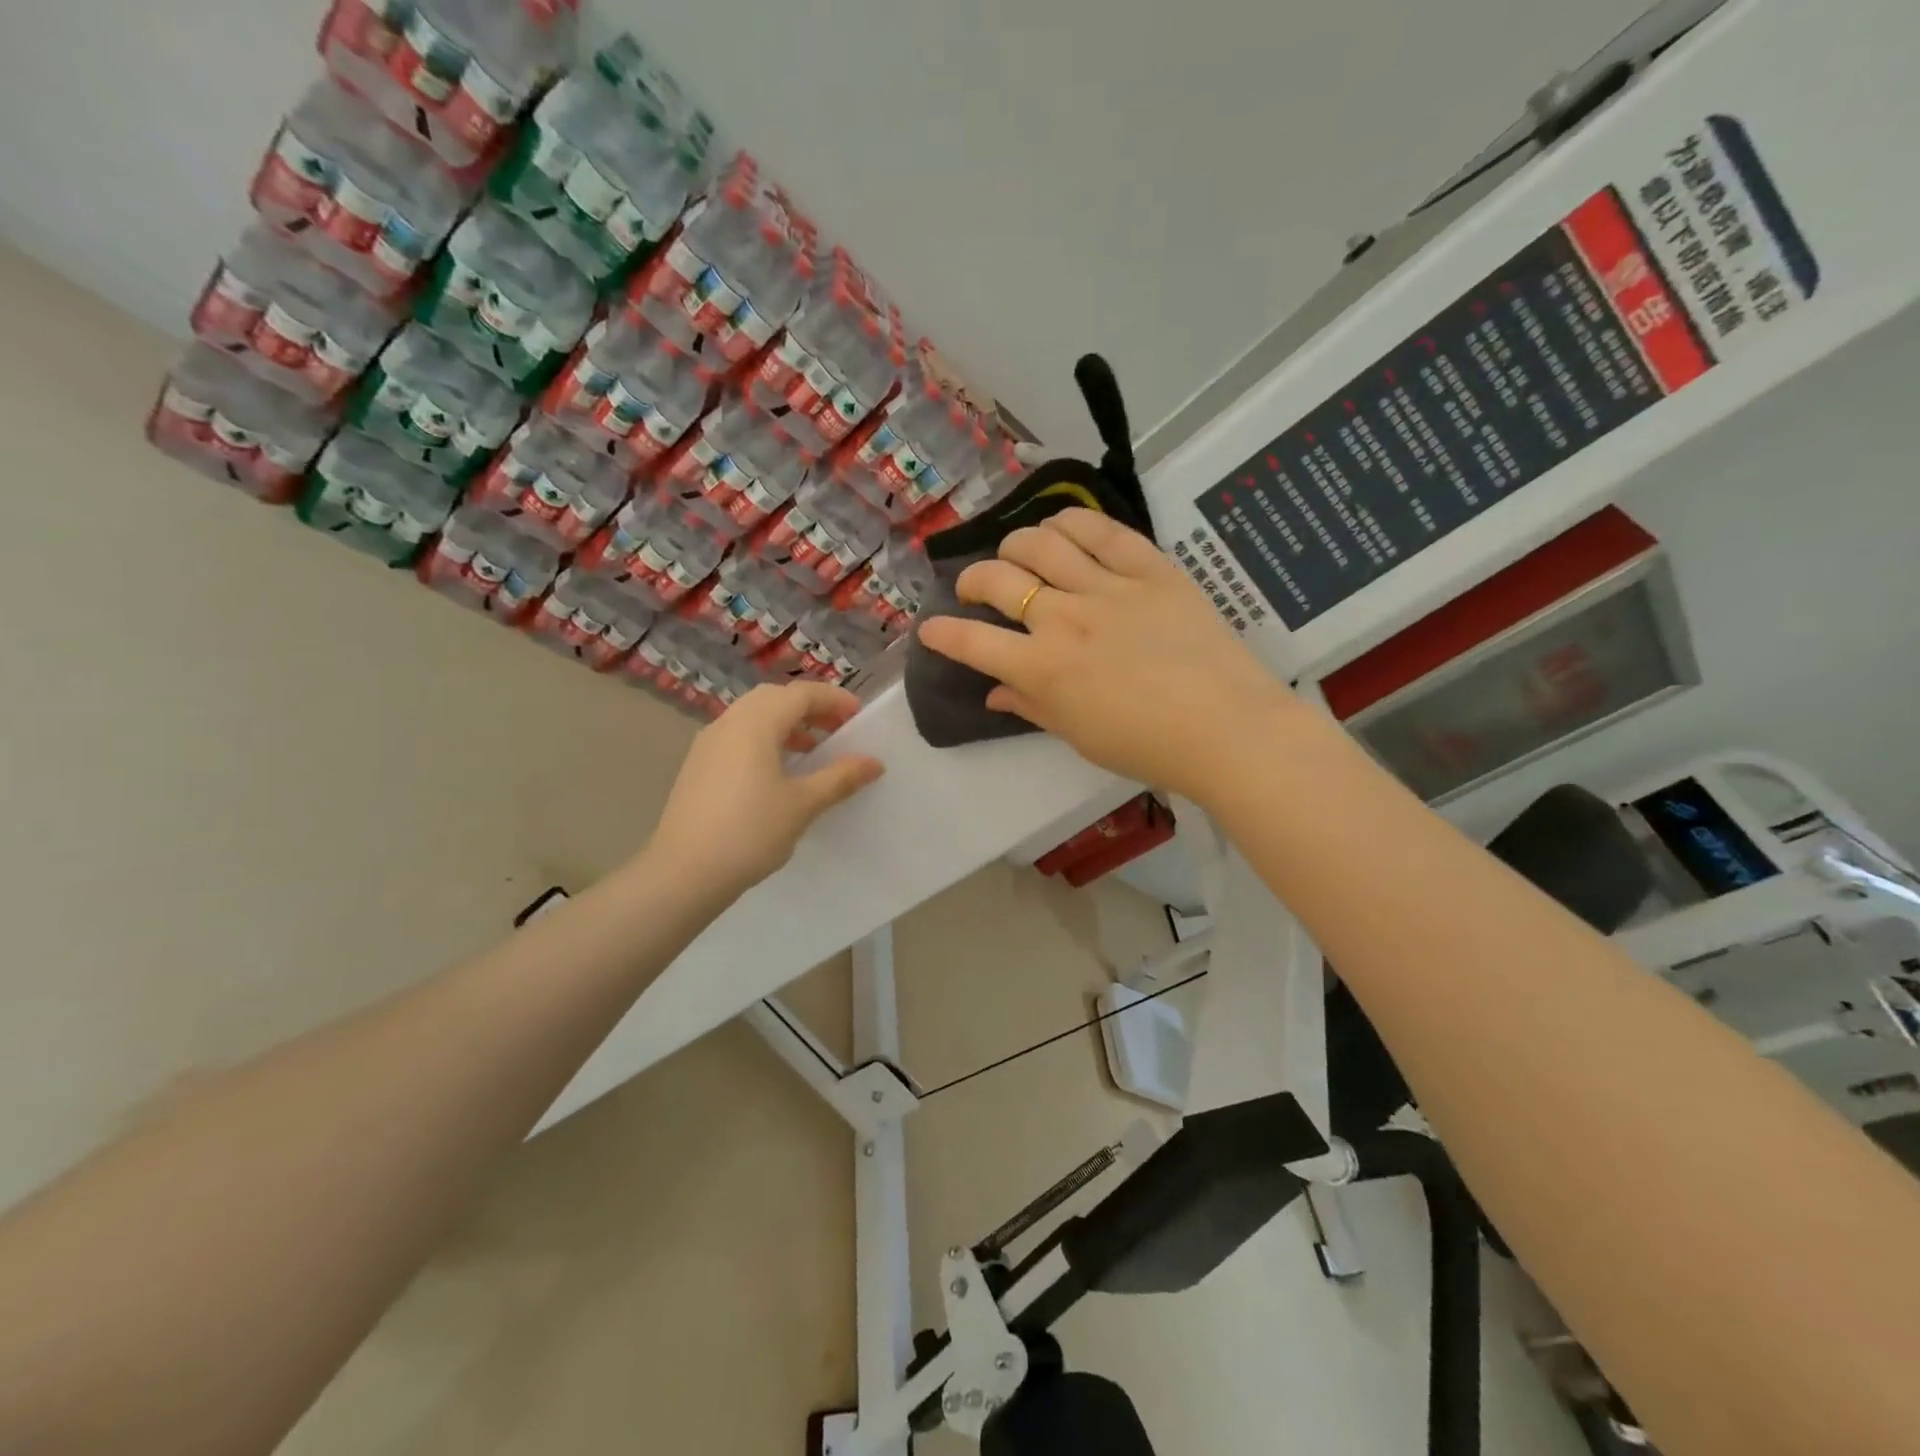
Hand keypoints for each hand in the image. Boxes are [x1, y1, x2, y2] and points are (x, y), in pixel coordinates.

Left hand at [648, 682, 884, 898]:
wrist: (683, 873)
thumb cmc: (750, 832)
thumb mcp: (803, 804)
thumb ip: (840, 777)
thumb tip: (874, 762)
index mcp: (755, 723)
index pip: (800, 694)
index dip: (834, 700)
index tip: (859, 717)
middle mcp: (729, 723)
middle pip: (774, 698)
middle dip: (809, 708)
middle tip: (837, 730)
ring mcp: (708, 744)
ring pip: (753, 717)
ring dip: (786, 724)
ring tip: (812, 752)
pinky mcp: (698, 766)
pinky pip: (738, 737)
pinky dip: (765, 740)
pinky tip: (778, 774)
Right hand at [916, 508, 1300, 802]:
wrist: (1226, 728)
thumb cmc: (1147, 745)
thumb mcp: (1078, 736)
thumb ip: (1032, 708)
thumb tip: (996, 694)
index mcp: (1042, 668)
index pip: (971, 643)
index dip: (942, 634)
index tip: (930, 629)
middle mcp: (1064, 618)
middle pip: (998, 580)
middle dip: (972, 581)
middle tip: (975, 589)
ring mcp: (1108, 588)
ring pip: (1042, 543)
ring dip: (1016, 546)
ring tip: (1017, 555)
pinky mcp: (1150, 569)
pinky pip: (1102, 531)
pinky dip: (1072, 523)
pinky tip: (1061, 528)